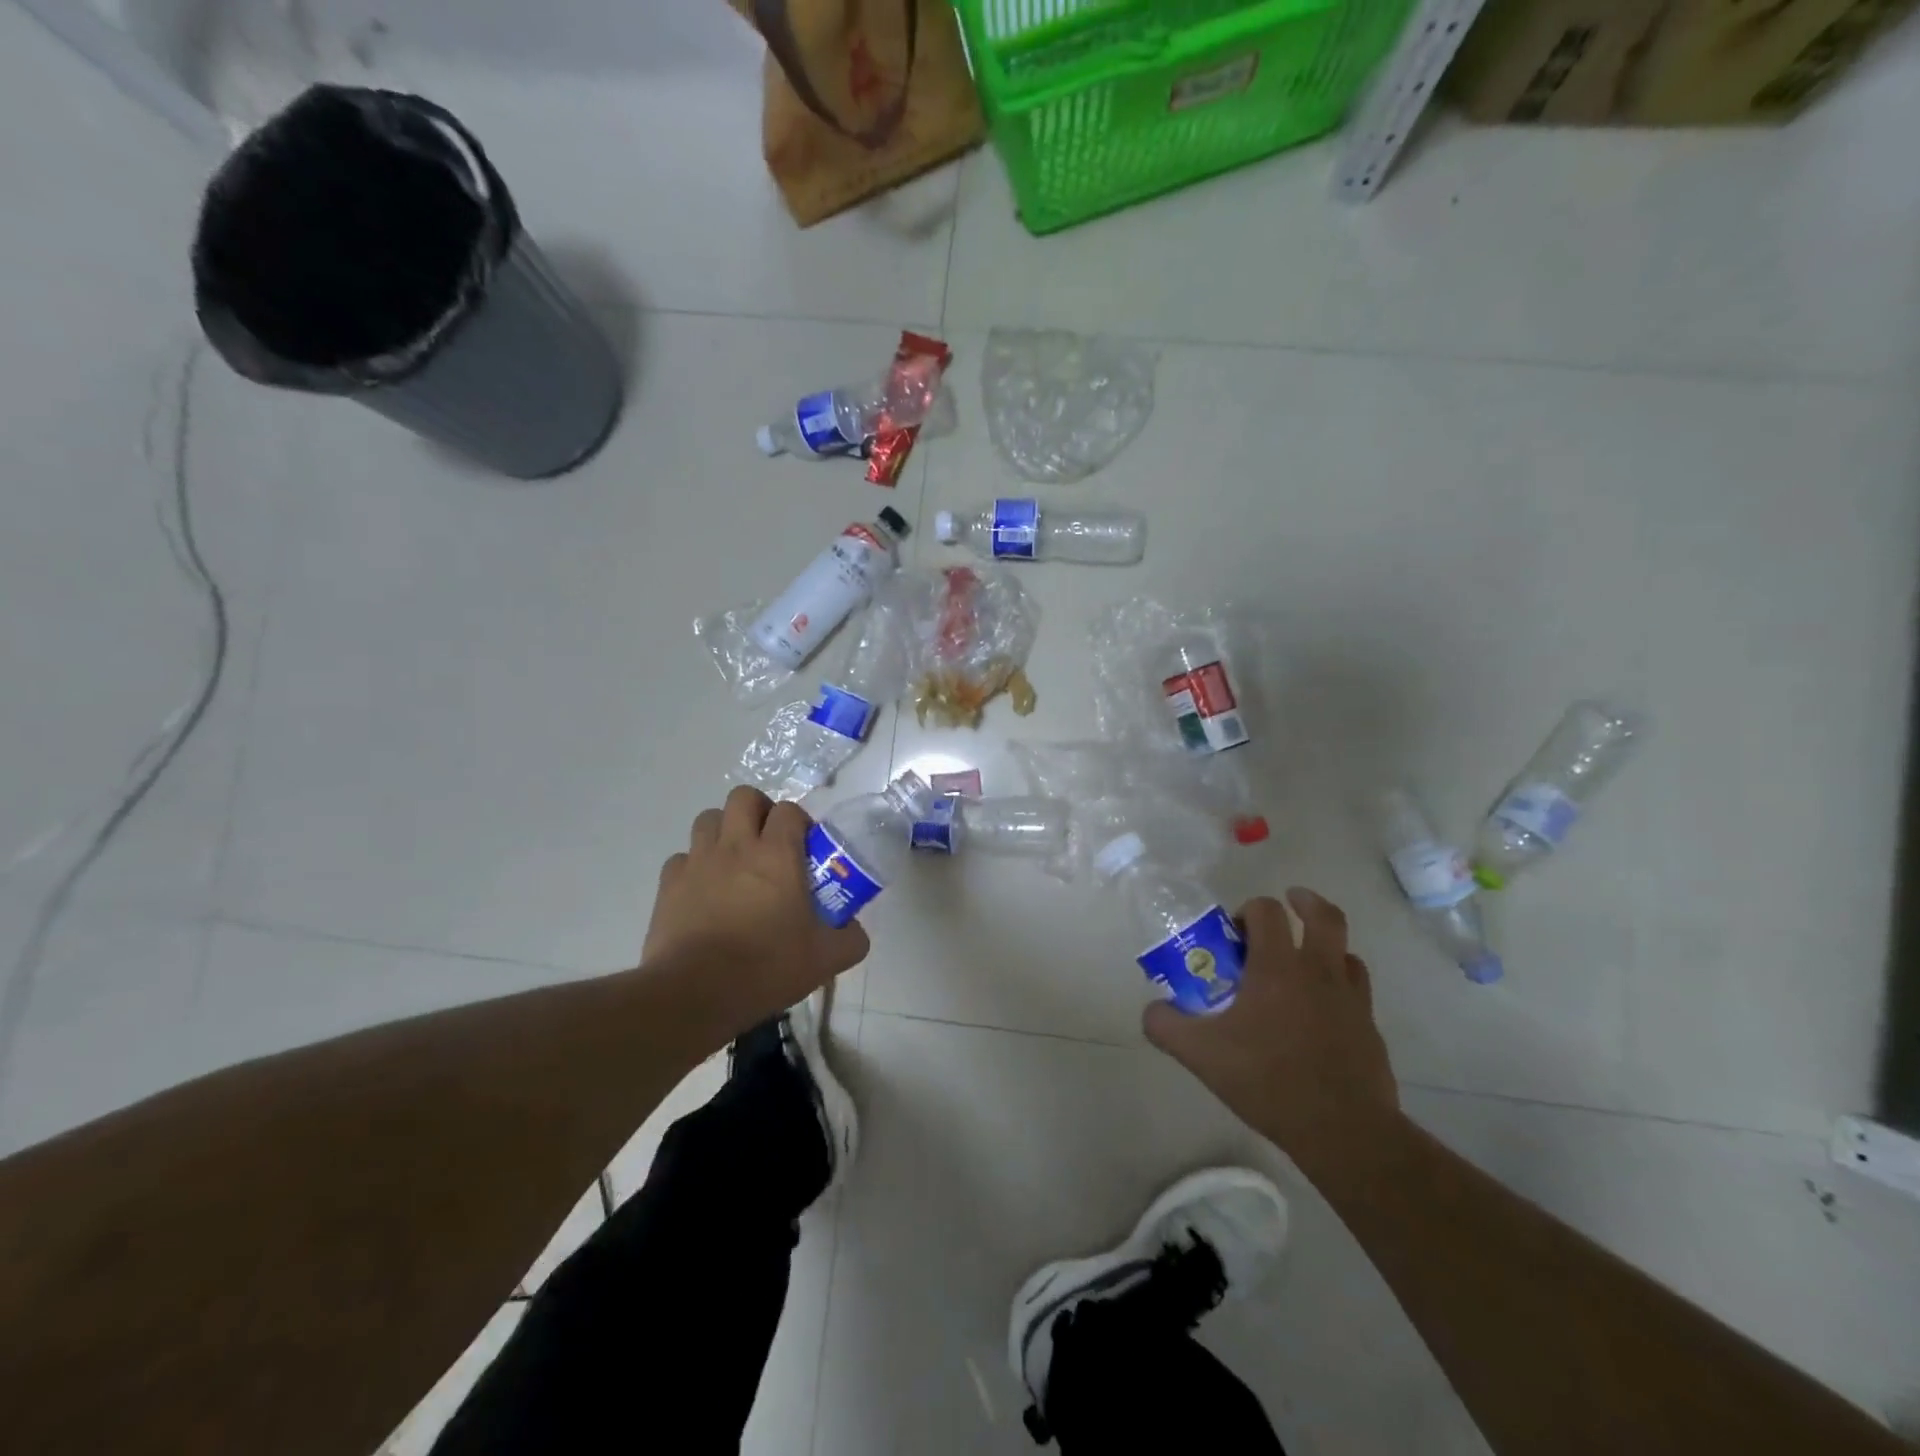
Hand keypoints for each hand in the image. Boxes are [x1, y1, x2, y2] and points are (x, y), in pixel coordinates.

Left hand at [642, 787, 869, 1031]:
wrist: (695, 993)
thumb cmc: (767, 967)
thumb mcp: (826, 959)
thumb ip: (851, 938)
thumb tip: (855, 931)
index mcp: (777, 854)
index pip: (790, 810)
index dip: (800, 822)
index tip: (806, 848)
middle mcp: (736, 845)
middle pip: (744, 797)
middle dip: (758, 811)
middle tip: (769, 842)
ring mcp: (698, 862)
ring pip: (708, 819)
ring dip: (724, 831)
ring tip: (735, 861)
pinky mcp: (669, 884)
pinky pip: (682, 858)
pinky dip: (695, 866)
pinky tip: (705, 891)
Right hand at [1144, 888, 1400, 1178]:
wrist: (1343, 1130)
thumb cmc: (1268, 1080)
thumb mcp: (1201, 1054)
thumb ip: (1166, 1025)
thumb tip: (1151, 1010)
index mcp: (1277, 966)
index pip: (1267, 911)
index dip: (1248, 910)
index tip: (1234, 933)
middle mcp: (1319, 971)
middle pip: (1324, 915)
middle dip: (1303, 902)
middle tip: (1289, 905)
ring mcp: (1351, 999)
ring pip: (1346, 951)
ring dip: (1325, 945)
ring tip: (1304, 960)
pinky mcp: (1370, 1028)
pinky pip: (1357, 990)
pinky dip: (1340, 984)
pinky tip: (1322, 1008)